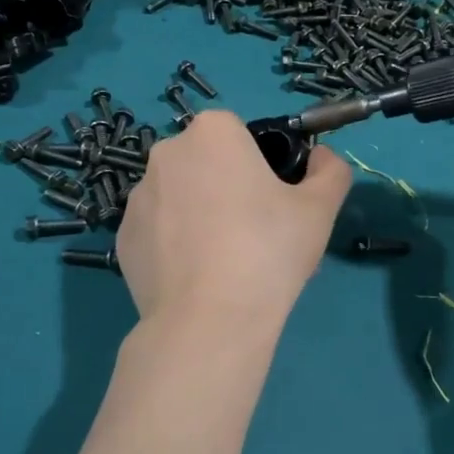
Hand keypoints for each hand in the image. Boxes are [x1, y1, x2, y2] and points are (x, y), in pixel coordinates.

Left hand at [117, 111, 351, 326]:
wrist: (210, 320)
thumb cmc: (268, 250)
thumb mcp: (321, 208)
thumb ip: (330, 170)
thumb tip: (320, 158)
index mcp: (213, 133)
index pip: (241, 134)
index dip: (262, 164)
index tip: (275, 201)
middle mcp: (166, 154)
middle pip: (207, 163)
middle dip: (227, 187)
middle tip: (255, 233)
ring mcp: (137, 198)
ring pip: (180, 197)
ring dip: (199, 215)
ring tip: (225, 262)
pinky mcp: (123, 239)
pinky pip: (159, 232)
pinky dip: (175, 246)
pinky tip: (196, 278)